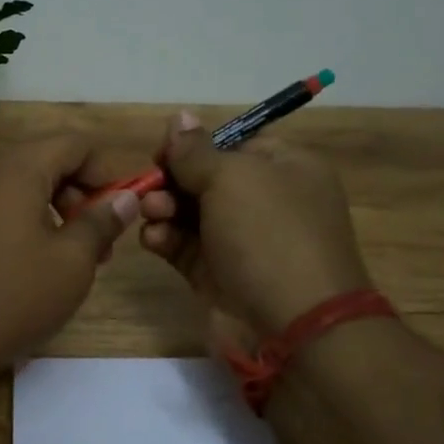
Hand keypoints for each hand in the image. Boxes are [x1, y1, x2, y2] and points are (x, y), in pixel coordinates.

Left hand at [0, 136, 140, 380]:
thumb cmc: (10, 299)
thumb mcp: (71, 264)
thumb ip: (101, 222)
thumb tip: (125, 197)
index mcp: (15, 169)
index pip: (72, 143)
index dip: (105, 169)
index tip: (121, 208)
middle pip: (41, 162)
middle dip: (78, 194)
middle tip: (99, 242)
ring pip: (14, 188)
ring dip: (48, 212)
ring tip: (65, 259)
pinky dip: (16, 224)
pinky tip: (22, 268)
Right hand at [138, 111, 371, 334]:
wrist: (293, 325)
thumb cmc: (269, 236)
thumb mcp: (232, 179)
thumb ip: (195, 151)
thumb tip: (178, 118)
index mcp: (284, 167)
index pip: (233, 143)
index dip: (195, 145)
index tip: (163, 152)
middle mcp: (263, 201)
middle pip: (204, 178)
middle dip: (172, 180)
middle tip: (150, 188)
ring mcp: (240, 241)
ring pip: (188, 213)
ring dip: (163, 209)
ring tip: (151, 215)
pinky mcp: (217, 274)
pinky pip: (183, 247)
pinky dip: (165, 240)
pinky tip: (153, 240)